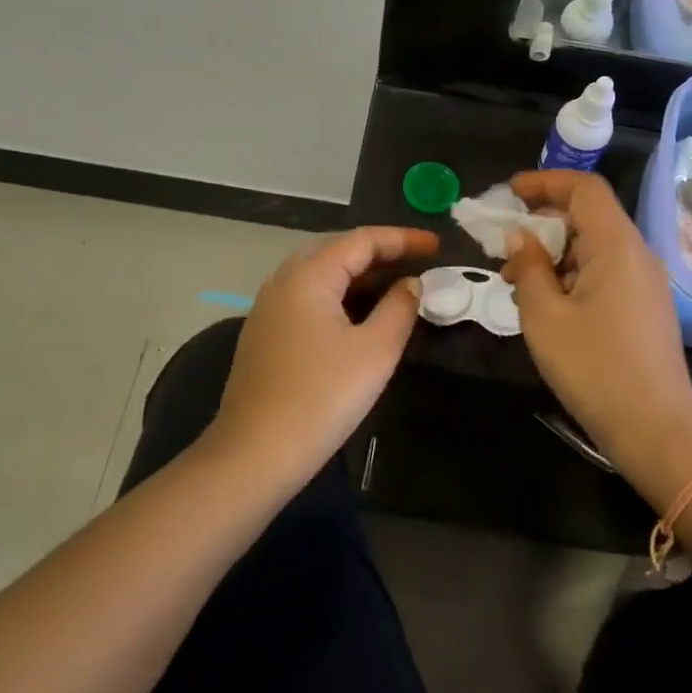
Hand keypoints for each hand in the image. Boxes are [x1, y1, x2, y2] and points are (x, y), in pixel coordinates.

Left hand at [209, 227, 437, 486]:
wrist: (255, 453)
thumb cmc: (322, 397)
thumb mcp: (375, 351)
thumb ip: (399, 308)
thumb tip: (411, 284)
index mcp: (308, 275)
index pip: (361, 240)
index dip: (403, 239)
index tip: (437, 246)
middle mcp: (283, 281)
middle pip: (337, 250)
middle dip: (379, 252)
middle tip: (417, 263)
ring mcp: (268, 308)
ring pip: (319, 275)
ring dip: (358, 275)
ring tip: (394, 285)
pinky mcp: (264, 334)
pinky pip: (307, 297)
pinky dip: (338, 295)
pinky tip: (358, 315)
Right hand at [502, 172, 691, 502]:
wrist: (655, 429)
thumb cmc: (593, 368)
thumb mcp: (544, 316)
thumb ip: (529, 267)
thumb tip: (520, 237)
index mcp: (616, 245)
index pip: (584, 187)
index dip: (544, 182)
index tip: (509, 195)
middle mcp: (637, 253)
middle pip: (589, 215)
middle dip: (543, 222)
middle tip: (504, 247)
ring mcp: (646, 280)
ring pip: (595, 245)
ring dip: (554, 252)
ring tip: (517, 281)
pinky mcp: (646, 305)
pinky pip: (606, 270)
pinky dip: (573, 273)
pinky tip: (547, 302)